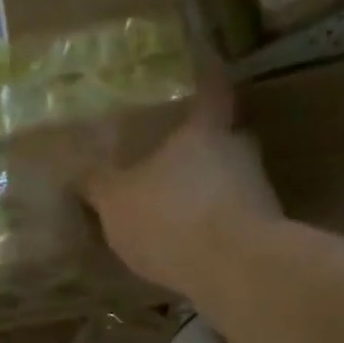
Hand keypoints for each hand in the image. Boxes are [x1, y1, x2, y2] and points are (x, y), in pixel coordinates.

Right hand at [81, 83, 281, 300]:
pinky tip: (191, 244)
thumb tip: (78, 172)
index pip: (211, 89)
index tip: (200, 71)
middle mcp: (238, 150)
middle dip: (200, 146)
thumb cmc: (171, 219)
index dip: (205, 79)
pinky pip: (233, 216)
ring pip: (228, 179)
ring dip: (206, 190)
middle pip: (222, 137)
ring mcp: (258, 191)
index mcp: (203, 129)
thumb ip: (97, 185)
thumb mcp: (115, 203)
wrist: (237, 271)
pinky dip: (214, 224)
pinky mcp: (265, 230)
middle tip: (173, 155)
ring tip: (177, 208)